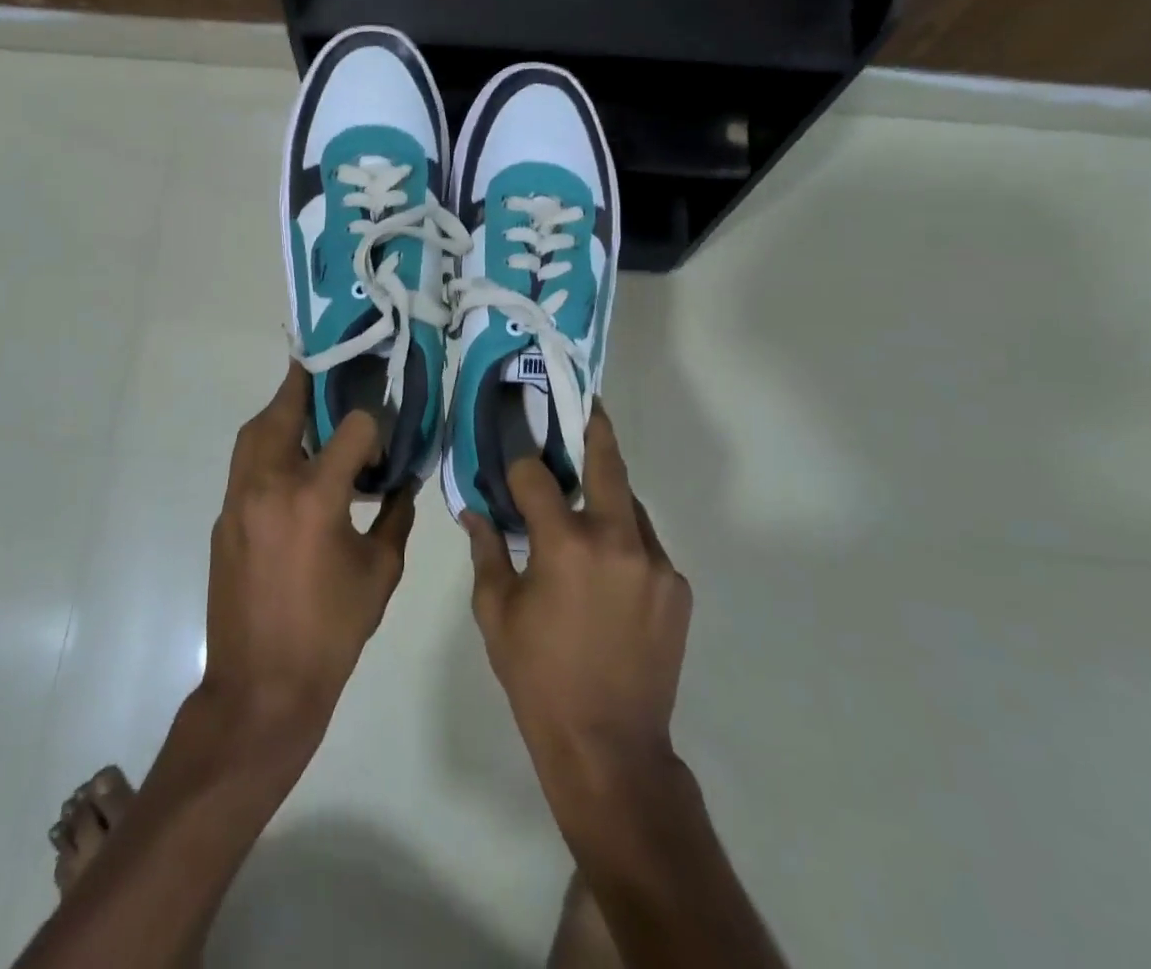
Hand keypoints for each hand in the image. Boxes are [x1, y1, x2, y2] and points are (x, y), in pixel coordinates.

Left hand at [203, 362, 414, 746]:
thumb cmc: (330, 633)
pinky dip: (268, 450)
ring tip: (309, 409)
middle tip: (327, 369)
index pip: (351, 429)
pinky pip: (246, 466)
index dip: (374, 425)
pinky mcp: (224, 520)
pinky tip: (293, 466)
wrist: (260, 688)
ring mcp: (238, 502)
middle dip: (306, 385)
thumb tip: (401, 483)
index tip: (386, 437)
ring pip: (254, 434)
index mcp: (314, 498)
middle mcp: (269, 486)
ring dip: (281, 414)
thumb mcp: (380, 572)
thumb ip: (394, 517)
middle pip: (283, 411)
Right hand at [463, 409, 691, 787]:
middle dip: (594, 428)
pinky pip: (645, 545)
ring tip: (586, 499)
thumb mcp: (496, 613)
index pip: (537, 475)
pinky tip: (606, 566)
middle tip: (585, 403)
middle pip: (607, 463)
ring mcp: (655, 563)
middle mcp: (617, 540)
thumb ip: (487, 551)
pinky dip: (623, 541)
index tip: (510, 458)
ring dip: (607, 495)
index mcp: (566, 544)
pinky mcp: (676, 587)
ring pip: (630, 505)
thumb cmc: (538, 678)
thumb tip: (474, 511)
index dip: (519, 465)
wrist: (610, 748)